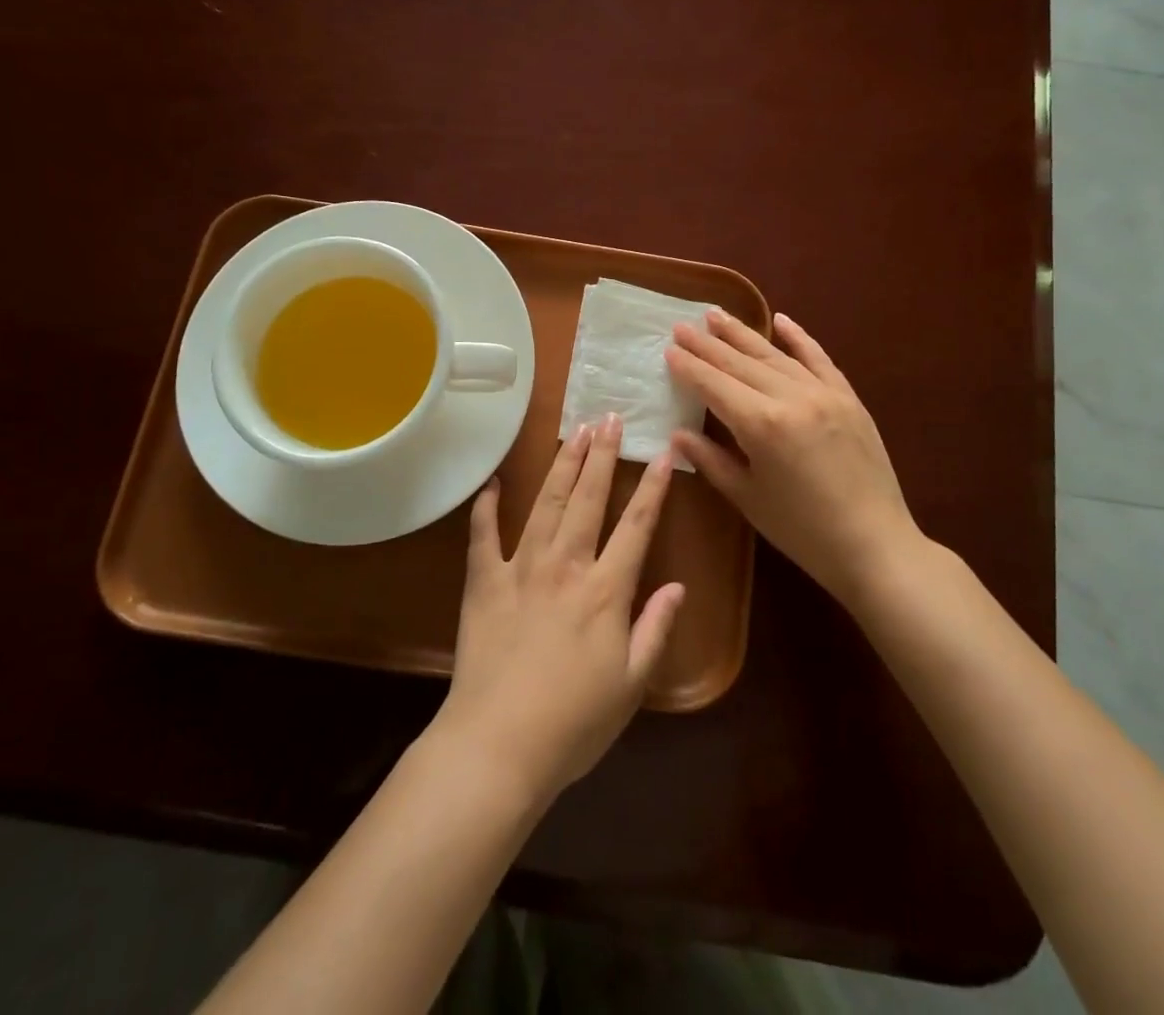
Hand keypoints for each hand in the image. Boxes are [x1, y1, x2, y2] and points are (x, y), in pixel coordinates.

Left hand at [434, 416, 684, 805]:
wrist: (498, 746)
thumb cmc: (574, 723)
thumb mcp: (632, 684)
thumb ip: (656, 629)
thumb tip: (679, 586)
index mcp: (606, 590)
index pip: (637, 526)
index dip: (653, 488)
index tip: (664, 453)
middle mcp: (565, 566)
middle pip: (588, 499)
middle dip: (602, 455)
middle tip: (609, 417)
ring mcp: (521, 570)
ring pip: (546, 504)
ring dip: (562, 466)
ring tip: (574, 431)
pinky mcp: (484, 583)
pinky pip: (484, 536)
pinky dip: (487, 508)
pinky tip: (493, 484)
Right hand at [665, 310, 920, 610]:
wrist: (875, 545)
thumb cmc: (802, 531)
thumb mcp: (747, 498)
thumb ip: (711, 460)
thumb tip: (678, 433)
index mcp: (761, 425)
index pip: (714, 385)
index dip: (689, 367)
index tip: (668, 349)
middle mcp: (790, 397)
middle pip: (740, 363)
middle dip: (707, 344)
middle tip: (681, 325)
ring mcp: (823, 393)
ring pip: (774, 354)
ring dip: (742, 333)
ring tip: (716, 314)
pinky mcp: (848, 397)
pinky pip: (818, 358)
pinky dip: (798, 337)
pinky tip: (780, 319)